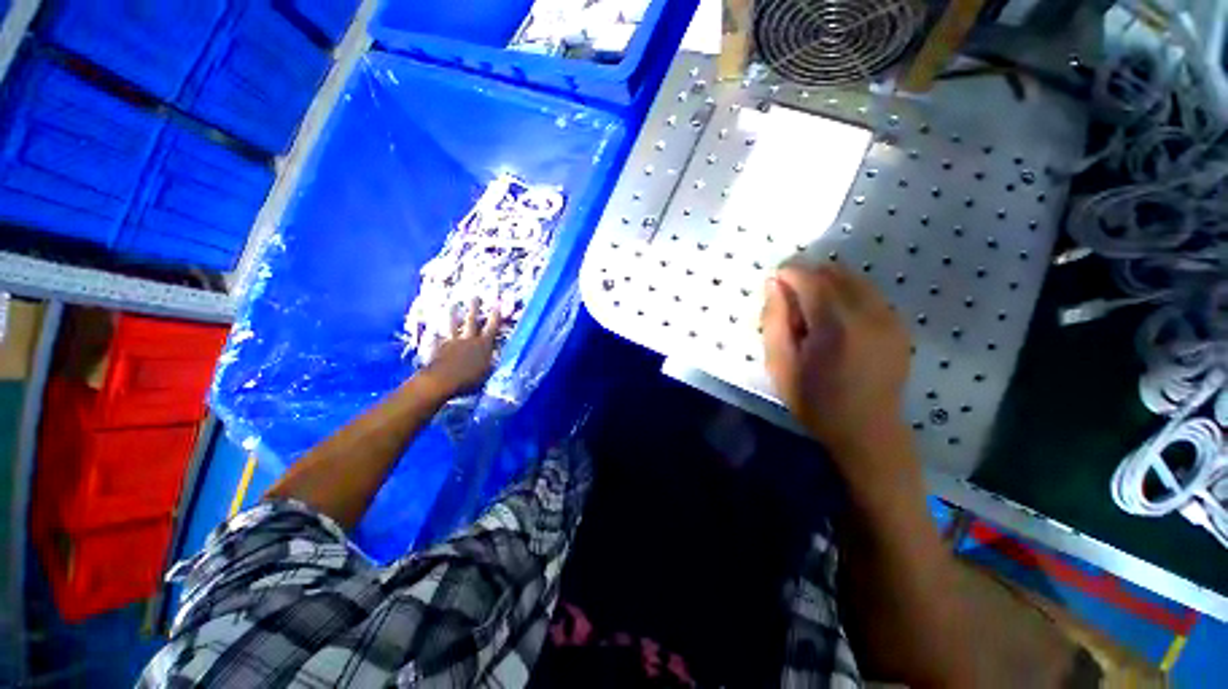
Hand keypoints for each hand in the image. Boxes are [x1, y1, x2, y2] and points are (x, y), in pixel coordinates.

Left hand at [420, 298, 504, 398]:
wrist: (442, 381)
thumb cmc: (469, 379)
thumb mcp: (487, 372)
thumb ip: (490, 361)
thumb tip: (495, 355)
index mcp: (483, 346)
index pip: (491, 328)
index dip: (495, 317)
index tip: (496, 305)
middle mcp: (468, 340)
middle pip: (472, 322)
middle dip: (474, 309)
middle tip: (475, 296)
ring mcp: (452, 343)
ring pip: (454, 326)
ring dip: (454, 316)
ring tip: (453, 306)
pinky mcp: (439, 349)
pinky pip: (438, 339)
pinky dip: (436, 335)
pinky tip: (433, 331)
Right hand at [761, 263, 911, 465]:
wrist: (867, 431)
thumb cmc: (814, 400)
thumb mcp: (779, 364)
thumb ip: (774, 320)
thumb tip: (774, 283)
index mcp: (836, 323)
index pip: (809, 277)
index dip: (786, 273)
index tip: (772, 285)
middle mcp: (869, 311)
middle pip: (832, 271)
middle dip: (805, 277)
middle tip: (789, 305)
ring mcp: (889, 316)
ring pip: (852, 278)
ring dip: (826, 284)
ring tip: (811, 313)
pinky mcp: (898, 324)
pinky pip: (867, 292)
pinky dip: (845, 294)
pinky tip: (835, 321)